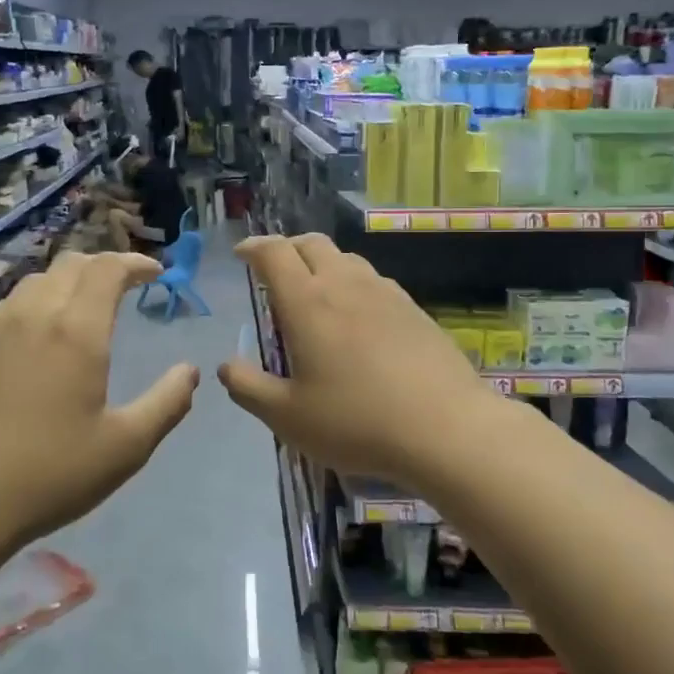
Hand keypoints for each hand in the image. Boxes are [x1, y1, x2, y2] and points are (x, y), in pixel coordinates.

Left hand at [0, 252, 198, 552]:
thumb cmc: (51, 473)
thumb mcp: (126, 446)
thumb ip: (167, 402)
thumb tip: (190, 370)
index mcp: (76, 331)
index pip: (107, 268)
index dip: (135, 262)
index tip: (157, 273)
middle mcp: (35, 314)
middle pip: (72, 263)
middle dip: (105, 265)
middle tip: (128, 285)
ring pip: (38, 279)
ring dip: (70, 279)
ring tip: (86, 303)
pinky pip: (9, 302)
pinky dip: (37, 298)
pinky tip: (38, 329)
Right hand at [217, 235, 517, 496]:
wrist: (447, 429)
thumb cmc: (357, 422)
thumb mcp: (287, 416)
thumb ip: (248, 388)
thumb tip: (226, 366)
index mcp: (307, 302)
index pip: (274, 252)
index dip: (253, 247)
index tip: (241, 255)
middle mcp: (344, 284)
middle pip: (311, 243)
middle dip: (286, 248)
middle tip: (274, 273)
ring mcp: (385, 293)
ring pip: (345, 259)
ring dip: (322, 265)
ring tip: (315, 294)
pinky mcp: (414, 309)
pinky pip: (373, 281)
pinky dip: (353, 284)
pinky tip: (358, 318)